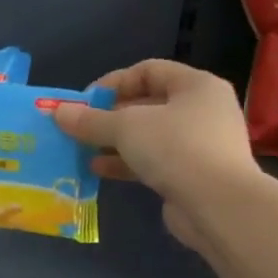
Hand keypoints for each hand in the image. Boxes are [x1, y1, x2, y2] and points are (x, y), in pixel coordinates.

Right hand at [52, 59, 260, 245]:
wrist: (220, 206)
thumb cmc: (175, 148)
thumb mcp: (125, 127)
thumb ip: (90, 119)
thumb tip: (57, 113)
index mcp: (196, 86)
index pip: (148, 71)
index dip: (113, 83)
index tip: (85, 102)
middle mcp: (203, 110)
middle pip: (147, 104)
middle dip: (109, 116)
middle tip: (80, 127)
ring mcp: (202, 144)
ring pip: (149, 135)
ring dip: (114, 141)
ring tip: (83, 149)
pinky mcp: (195, 174)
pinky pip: (155, 161)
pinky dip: (127, 162)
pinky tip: (99, 169)